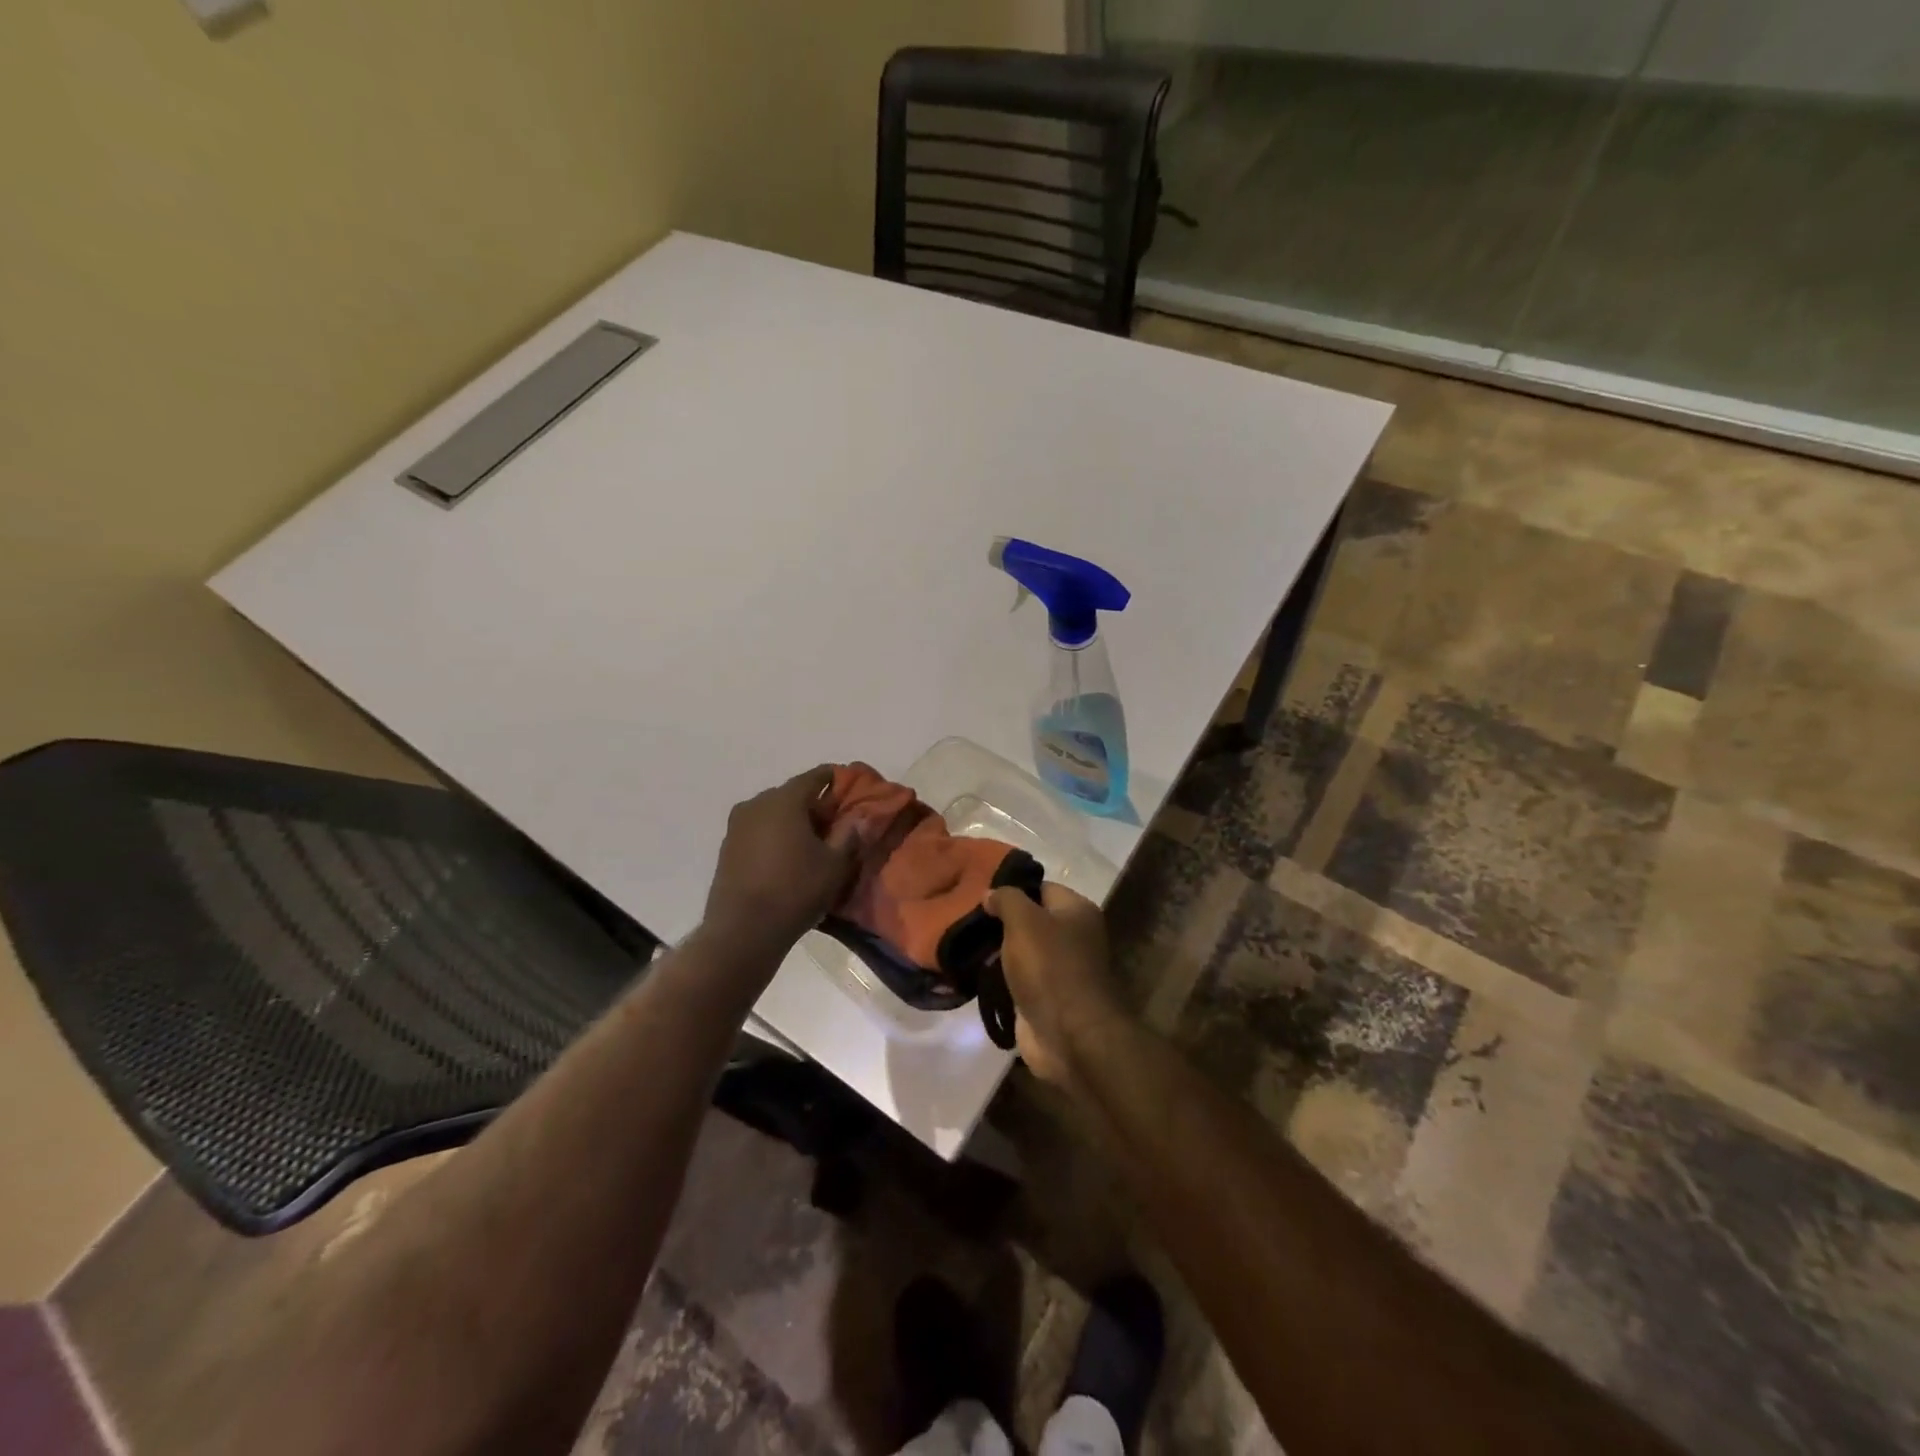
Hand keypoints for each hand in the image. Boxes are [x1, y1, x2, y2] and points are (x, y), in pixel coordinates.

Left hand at [704, 766, 860, 953]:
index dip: (834, 779)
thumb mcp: (835, 865)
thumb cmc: (795, 891)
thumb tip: (860, 817)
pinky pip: (758, 830)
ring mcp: (737, 825)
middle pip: (792, 794)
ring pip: (772, 813)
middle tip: (834, 822)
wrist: (743, 930)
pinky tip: (786, 857)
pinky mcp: (727, 847)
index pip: (815, 777)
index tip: (849, 785)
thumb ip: (849, 835)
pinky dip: (774, 835)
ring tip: (811, 842)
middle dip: (814, 804)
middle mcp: (757, 804)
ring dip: (792, 821)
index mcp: (785, 800)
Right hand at [983, 882, 1122, 1085]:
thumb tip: (991, 892)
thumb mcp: (1024, 921)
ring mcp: (1060, 970)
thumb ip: (1006, 899)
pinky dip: (1000, 978)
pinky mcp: (1046, 999)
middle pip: (1031, 920)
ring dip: (997, 951)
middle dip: (1000, 921)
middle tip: (966, 918)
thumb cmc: (1050, 967)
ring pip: (1022, 952)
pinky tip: (973, 972)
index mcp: (1077, 912)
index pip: (1041, 888)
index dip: (1012, 888)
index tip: (980, 892)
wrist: (1068, 1036)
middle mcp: (1074, 937)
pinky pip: (1018, 980)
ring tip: (962, 943)